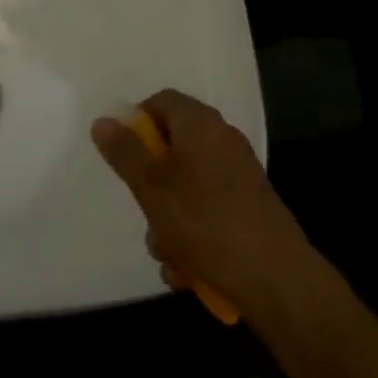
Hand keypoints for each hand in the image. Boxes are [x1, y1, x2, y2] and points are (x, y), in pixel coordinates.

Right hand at [91, 89, 316, 320]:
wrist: (274, 275)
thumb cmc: (205, 221)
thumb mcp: (152, 186)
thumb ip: (125, 152)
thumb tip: (103, 120)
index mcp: (201, 123)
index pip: (161, 101)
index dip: (136, 123)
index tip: (122, 157)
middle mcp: (221, 140)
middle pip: (171, 148)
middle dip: (150, 186)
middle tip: (145, 211)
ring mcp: (237, 174)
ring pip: (185, 187)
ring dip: (168, 220)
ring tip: (168, 253)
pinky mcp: (246, 206)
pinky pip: (206, 210)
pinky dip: (192, 235)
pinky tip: (188, 269)